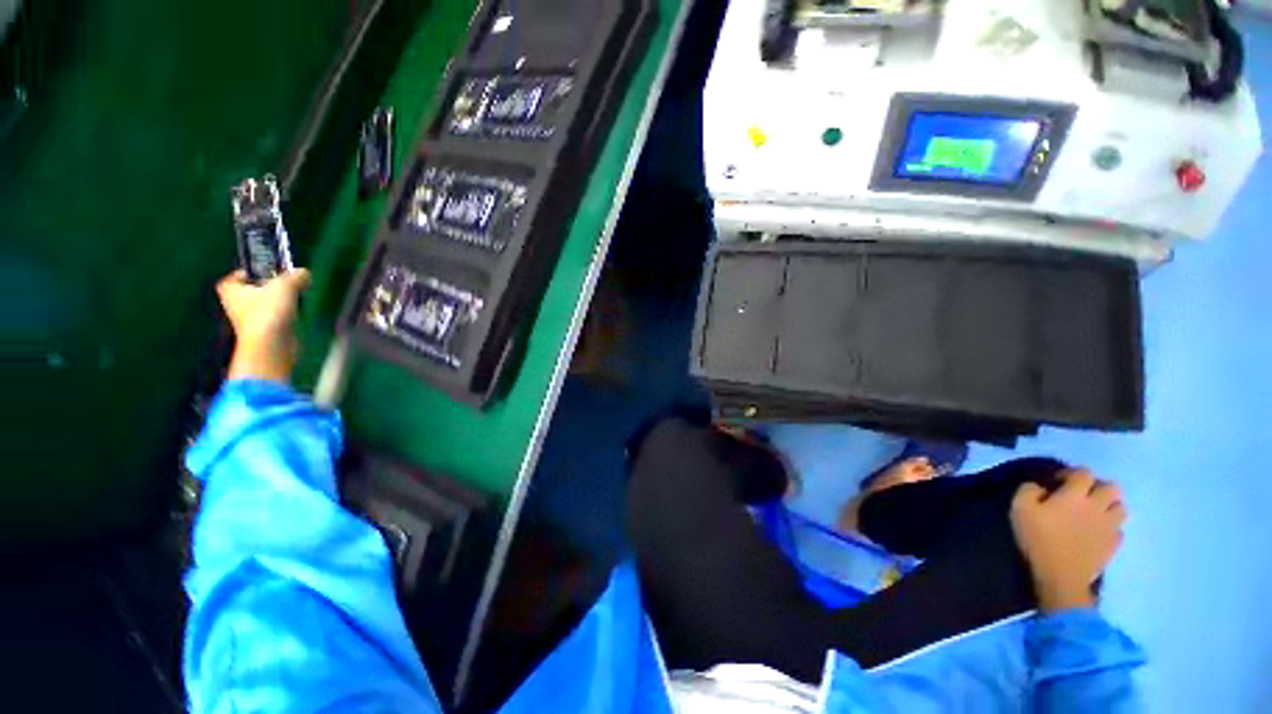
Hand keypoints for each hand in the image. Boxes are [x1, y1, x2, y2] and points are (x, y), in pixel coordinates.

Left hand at [216, 269, 310, 383]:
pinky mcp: (265, 331)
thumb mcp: (285, 285)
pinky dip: (286, 314)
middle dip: (271, 286)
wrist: (271, 345)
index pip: (239, 275)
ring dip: (281, 301)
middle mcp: (235, 303)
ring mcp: (250, 319)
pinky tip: (296, 314)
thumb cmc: (268, 312)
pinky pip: (276, 316)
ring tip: (296, 299)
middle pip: (256, 289)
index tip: (270, 270)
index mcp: (230, 289)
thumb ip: (295, 276)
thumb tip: (304, 273)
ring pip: (267, 303)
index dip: (253, 271)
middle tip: (288, 283)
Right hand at [1010, 469, 1126, 611]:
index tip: (1058, 482)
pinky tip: (1098, 532)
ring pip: (1121, 507)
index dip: (1071, 473)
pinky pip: (1119, 530)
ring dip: (1109, 506)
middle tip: (1082, 495)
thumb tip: (1039, 486)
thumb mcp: (1020, 508)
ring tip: (1094, 512)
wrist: (1061, 576)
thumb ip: (1028, 490)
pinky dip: (1110, 527)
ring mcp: (1110, 526)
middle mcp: (1098, 506)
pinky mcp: (1114, 545)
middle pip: (1111, 487)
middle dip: (1098, 487)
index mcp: (1075, 495)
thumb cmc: (1039, 538)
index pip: (1083, 473)